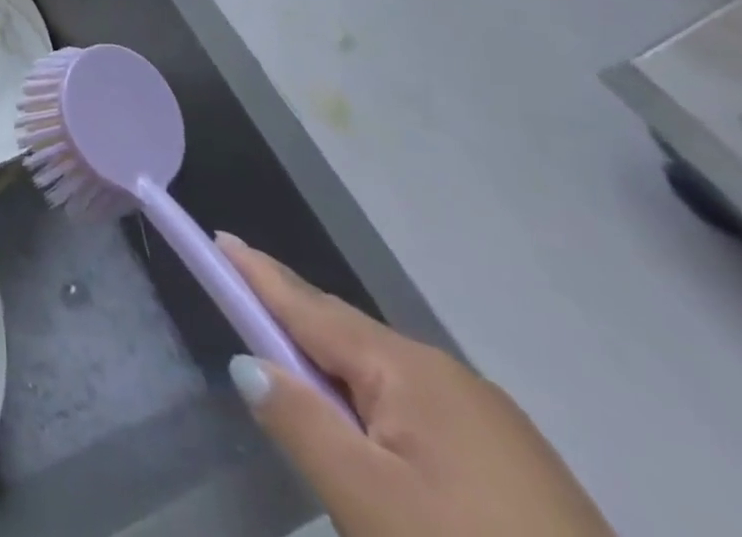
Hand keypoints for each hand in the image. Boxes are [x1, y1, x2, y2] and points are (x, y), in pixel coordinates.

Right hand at [218, 234, 615, 536]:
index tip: (218, 237)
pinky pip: (424, 415)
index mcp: (411, 370)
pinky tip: (378, 444)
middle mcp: (452, 377)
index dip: (258, 274)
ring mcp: (495, 423)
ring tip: (303, 393)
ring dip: (338, 377)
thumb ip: (300, 423)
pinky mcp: (523, 470)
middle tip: (244, 314)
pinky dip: (380, 411)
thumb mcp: (369, 503)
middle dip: (294, 326)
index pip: (310, 306)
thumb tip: (248, 362)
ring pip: (387, 380)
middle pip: (347, 339)